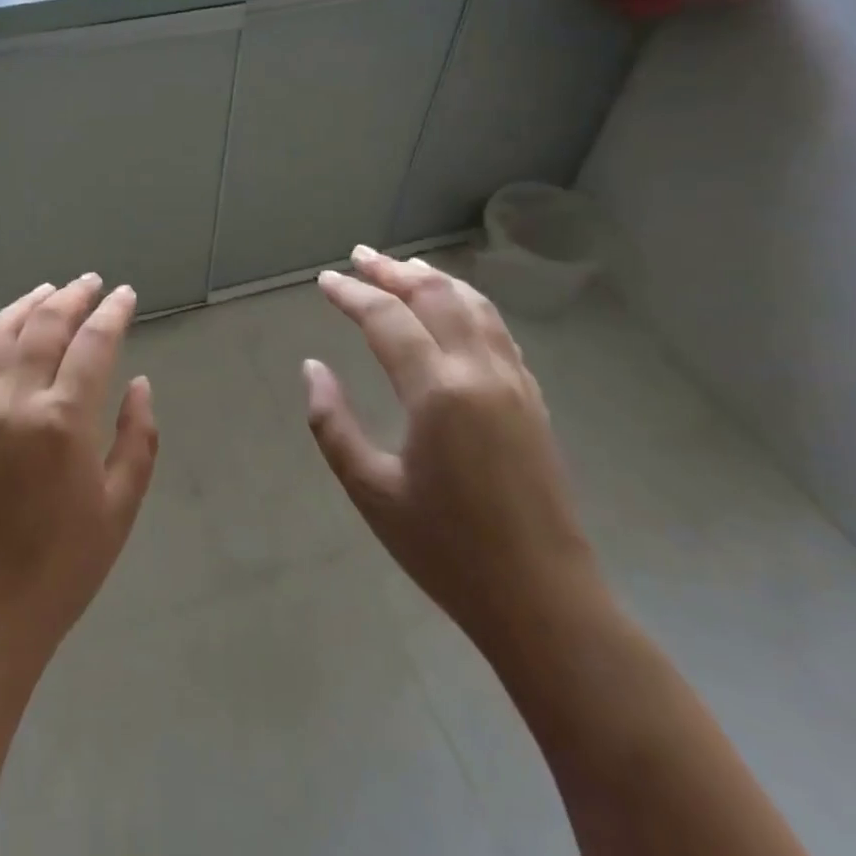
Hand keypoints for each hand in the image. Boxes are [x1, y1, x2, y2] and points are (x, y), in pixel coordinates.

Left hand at [0, 275, 158, 680]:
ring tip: (48, 291)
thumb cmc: (63, 566)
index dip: (112, 313)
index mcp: (61, 420)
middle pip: (42, 326)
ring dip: (25, 305)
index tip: (125, 295)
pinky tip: (0, 334)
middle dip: (71, 297)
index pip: (92, 344)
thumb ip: (137, 438)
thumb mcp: (119, 506)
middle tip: (91, 283)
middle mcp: (14, 401)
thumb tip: (139, 384)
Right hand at [303, 247, 603, 651]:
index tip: (324, 280)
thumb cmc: (446, 550)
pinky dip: (468, 304)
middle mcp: (480, 372)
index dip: (351, 294)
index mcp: (438, 391)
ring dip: (434, 279)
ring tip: (404, 266)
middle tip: (359, 256)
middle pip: (435, 296)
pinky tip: (454, 308)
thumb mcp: (370, 490)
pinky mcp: (532, 399)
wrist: (543, 600)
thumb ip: (332, 423)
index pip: (387, 318)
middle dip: (393, 271)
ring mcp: (514, 382)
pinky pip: (497, 330)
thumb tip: (312, 368)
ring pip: (474, 306)